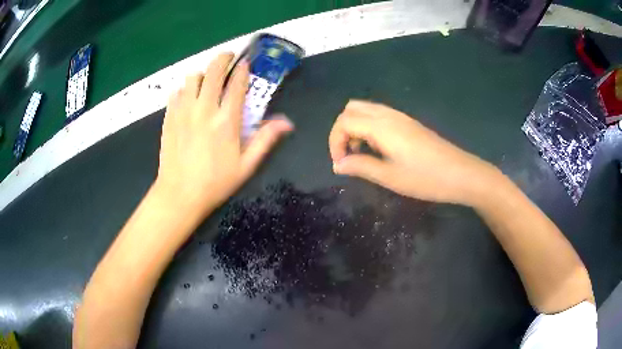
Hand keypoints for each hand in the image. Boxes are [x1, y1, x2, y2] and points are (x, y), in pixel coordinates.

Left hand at [155, 53, 293, 214]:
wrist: (179, 194)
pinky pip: (176, 92)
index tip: (245, 63)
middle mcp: (204, 109)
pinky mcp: (169, 117)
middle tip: (228, 58)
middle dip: (223, 59)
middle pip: (213, 71)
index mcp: (226, 120)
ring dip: (202, 73)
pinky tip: (188, 97)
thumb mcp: (246, 165)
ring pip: (192, 77)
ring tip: (206, 80)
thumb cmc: (215, 182)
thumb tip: (287, 123)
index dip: (242, 69)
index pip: (236, 83)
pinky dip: (184, 89)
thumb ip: (265, 140)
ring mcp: (183, 111)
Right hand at [329, 100, 497, 205]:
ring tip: (362, 153)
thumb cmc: (426, 178)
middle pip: (352, 109)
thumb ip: (360, 167)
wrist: (461, 174)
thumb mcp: (390, 177)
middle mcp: (388, 115)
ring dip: (355, 128)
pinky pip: (379, 115)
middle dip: (342, 130)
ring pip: (366, 110)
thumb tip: (338, 165)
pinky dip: (369, 127)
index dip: (335, 141)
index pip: (344, 121)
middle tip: (348, 155)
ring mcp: (400, 117)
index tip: (339, 164)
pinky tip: (378, 148)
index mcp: (381, 126)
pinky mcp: (409, 123)